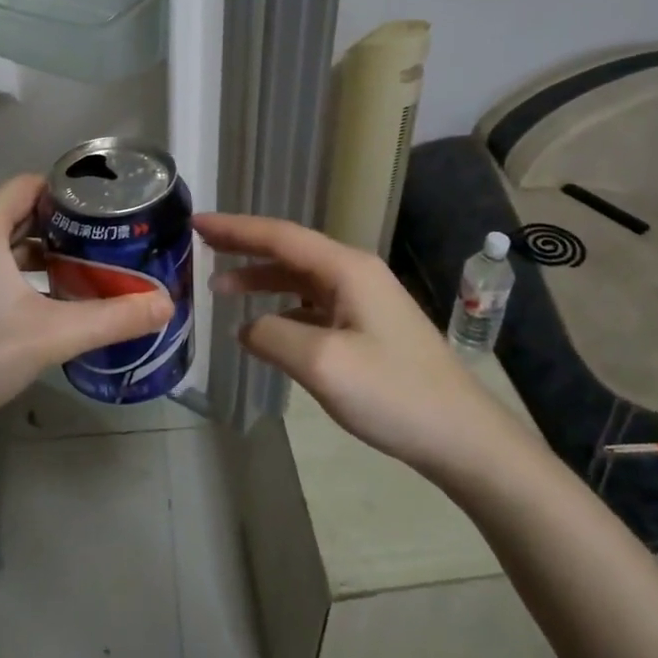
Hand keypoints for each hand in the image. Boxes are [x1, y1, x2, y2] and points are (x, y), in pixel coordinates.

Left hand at [0, 175, 171, 447]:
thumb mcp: (50, 337)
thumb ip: (112, 318)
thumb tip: (167, 305)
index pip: (28, 186)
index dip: (68, 192)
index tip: (105, 212)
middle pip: (16, 215)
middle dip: (61, 228)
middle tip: (104, 245)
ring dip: (38, 255)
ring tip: (80, 273)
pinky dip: (13, 275)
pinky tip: (39, 305)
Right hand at [198, 212, 508, 471]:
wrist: (461, 434)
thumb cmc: (393, 393)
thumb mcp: (321, 363)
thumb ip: (273, 336)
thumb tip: (247, 328)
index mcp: (346, 269)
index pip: (280, 236)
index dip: (235, 228)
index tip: (196, 222)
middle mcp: (356, 274)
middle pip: (290, 251)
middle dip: (245, 247)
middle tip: (201, 245)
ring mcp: (366, 301)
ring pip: (301, 279)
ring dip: (262, 280)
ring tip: (221, 289)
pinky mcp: (370, 328)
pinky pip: (315, 306)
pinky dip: (284, 309)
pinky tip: (265, 327)